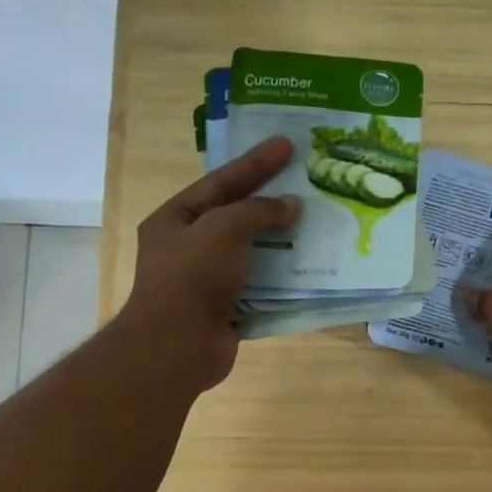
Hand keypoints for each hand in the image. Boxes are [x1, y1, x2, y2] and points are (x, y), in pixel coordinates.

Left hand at [119, 136, 299, 390]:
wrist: (179, 347)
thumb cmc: (192, 279)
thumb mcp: (222, 230)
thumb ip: (257, 212)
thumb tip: (291, 206)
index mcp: (176, 220)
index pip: (221, 182)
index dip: (255, 163)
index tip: (287, 145)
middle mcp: (190, 246)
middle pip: (237, 215)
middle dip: (271, 200)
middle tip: (306, 182)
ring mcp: (210, 279)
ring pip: (253, 251)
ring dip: (283, 240)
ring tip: (316, 224)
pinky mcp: (229, 307)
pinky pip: (262, 284)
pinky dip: (284, 276)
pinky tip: (310, 267)